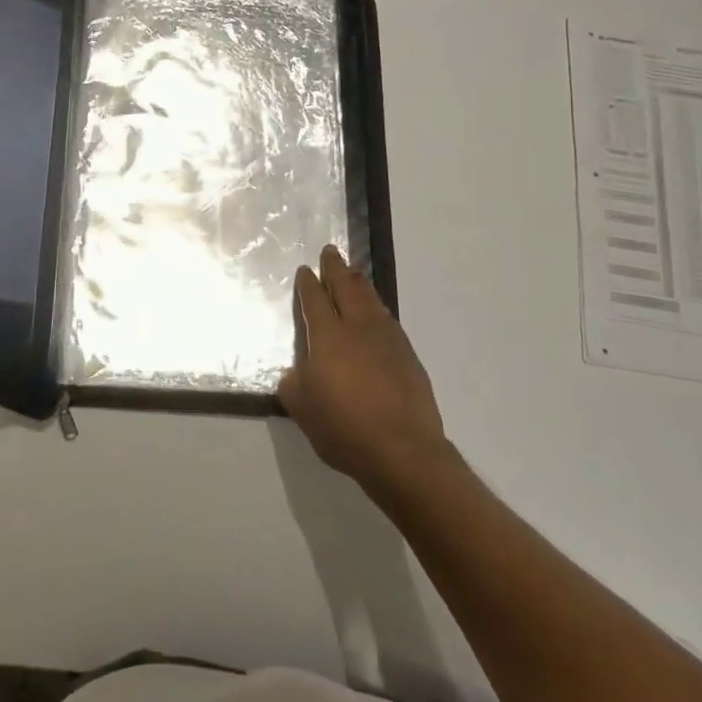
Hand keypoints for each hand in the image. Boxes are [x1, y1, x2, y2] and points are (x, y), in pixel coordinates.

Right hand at [279, 246, 448, 491]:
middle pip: (345, 288)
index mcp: (328, 337)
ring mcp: (387, 340)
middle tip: (330, 251)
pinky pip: (387, 319)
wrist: (403, 451)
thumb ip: (293, 383)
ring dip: (359, 283)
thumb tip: (296, 371)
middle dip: (336, 268)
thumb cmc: (344, 428)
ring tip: (354, 272)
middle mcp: (357, 328)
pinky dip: (378, 306)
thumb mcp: (302, 409)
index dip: (308, 283)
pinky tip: (377, 311)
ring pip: (370, 299)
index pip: (315, 300)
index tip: (306, 269)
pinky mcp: (408, 356)